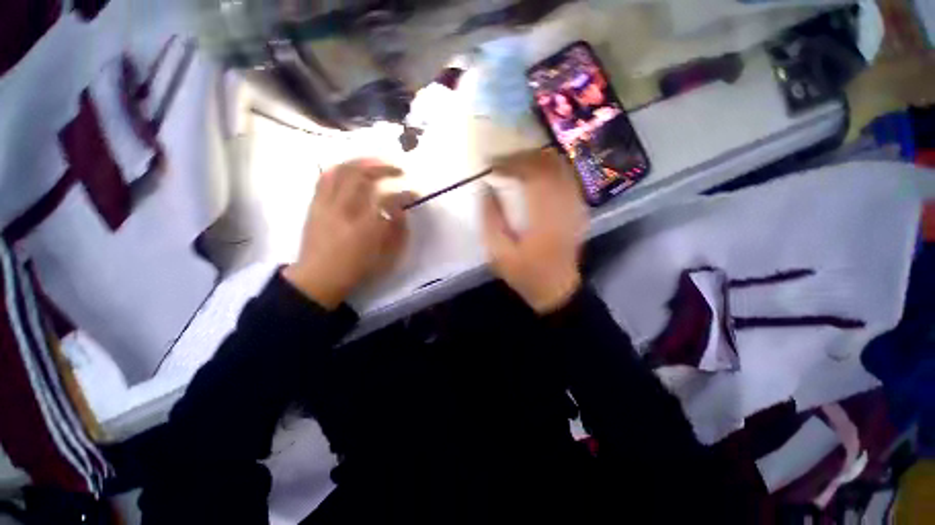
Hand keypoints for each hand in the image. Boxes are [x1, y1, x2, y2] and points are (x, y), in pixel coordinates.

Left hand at [283, 159, 414, 309]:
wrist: (319, 278)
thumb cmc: (356, 269)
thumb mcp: (385, 257)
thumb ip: (398, 232)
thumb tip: (402, 211)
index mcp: (365, 227)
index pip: (388, 199)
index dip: (405, 193)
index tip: (415, 193)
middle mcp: (344, 210)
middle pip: (362, 176)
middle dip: (383, 168)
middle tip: (398, 169)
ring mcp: (326, 205)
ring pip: (342, 171)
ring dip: (362, 162)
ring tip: (377, 162)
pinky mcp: (315, 204)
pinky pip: (326, 177)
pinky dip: (341, 168)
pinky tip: (352, 168)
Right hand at [482, 149, 587, 313]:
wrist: (557, 289)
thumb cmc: (525, 273)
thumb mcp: (498, 252)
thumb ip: (490, 218)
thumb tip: (485, 188)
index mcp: (544, 217)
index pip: (531, 174)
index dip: (510, 163)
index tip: (491, 164)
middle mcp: (564, 205)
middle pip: (549, 164)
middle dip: (523, 156)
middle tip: (502, 159)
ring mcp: (575, 205)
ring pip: (560, 167)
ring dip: (537, 159)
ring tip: (515, 162)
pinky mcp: (578, 209)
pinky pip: (566, 177)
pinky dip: (549, 169)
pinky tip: (535, 173)